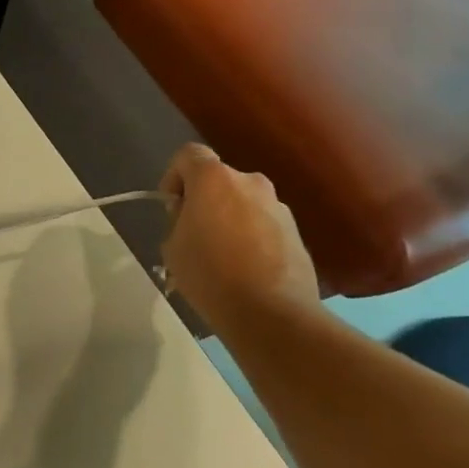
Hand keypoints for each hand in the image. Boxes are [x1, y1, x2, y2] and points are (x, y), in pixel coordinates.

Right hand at [159, 144, 320, 332]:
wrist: (271, 313)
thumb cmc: (210, 274)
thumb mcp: (172, 246)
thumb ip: (179, 220)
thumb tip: (193, 217)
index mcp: (214, 179)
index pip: (188, 155)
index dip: (173, 176)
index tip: (171, 208)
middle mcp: (251, 182)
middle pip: (218, 180)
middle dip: (203, 201)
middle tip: (192, 234)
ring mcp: (278, 207)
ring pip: (242, 203)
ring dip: (228, 219)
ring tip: (219, 256)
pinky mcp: (297, 232)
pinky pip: (262, 224)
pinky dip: (250, 237)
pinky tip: (242, 269)